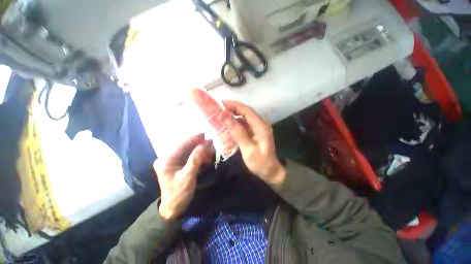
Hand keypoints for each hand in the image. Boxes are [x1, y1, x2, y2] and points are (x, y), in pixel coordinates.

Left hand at [154, 134, 213, 220]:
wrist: (174, 208)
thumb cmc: (179, 194)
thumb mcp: (188, 176)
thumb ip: (196, 159)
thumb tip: (204, 145)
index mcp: (166, 160)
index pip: (182, 145)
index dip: (194, 139)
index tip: (205, 135)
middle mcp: (168, 157)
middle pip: (186, 146)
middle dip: (199, 145)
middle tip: (211, 143)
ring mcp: (173, 160)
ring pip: (189, 151)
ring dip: (200, 151)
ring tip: (211, 152)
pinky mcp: (178, 164)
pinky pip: (190, 156)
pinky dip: (199, 156)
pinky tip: (206, 159)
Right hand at [221, 100, 285, 187]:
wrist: (270, 171)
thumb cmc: (260, 162)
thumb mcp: (248, 149)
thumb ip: (238, 133)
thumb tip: (225, 118)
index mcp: (261, 126)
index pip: (247, 110)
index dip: (235, 105)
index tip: (222, 102)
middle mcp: (261, 123)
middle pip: (245, 112)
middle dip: (232, 109)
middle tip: (219, 109)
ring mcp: (258, 127)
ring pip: (244, 118)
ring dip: (233, 116)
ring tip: (221, 116)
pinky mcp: (255, 132)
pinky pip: (244, 124)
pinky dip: (236, 124)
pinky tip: (228, 126)